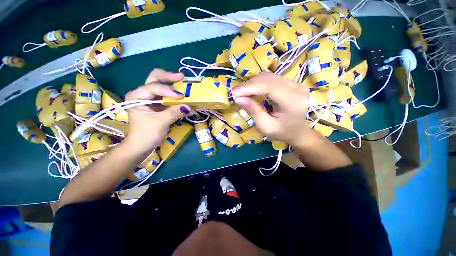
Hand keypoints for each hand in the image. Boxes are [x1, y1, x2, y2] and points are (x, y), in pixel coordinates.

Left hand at [123, 69, 191, 154]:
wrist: (142, 145)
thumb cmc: (146, 134)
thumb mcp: (161, 122)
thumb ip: (175, 112)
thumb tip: (190, 107)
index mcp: (136, 96)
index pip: (154, 87)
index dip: (169, 90)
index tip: (182, 96)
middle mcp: (142, 93)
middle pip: (155, 78)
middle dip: (169, 77)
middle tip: (182, 77)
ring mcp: (150, 98)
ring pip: (161, 85)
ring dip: (173, 84)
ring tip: (184, 83)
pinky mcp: (158, 104)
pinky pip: (167, 95)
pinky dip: (175, 94)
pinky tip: (183, 94)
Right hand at [231, 72, 311, 146]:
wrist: (298, 132)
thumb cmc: (282, 132)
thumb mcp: (266, 126)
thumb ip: (253, 111)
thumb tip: (238, 98)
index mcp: (293, 101)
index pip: (269, 87)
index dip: (249, 88)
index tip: (234, 93)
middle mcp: (297, 88)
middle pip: (268, 79)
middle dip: (249, 85)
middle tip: (236, 93)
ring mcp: (295, 83)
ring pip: (268, 76)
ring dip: (253, 83)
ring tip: (242, 93)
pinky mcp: (291, 82)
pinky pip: (271, 78)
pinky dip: (258, 83)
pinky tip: (252, 90)